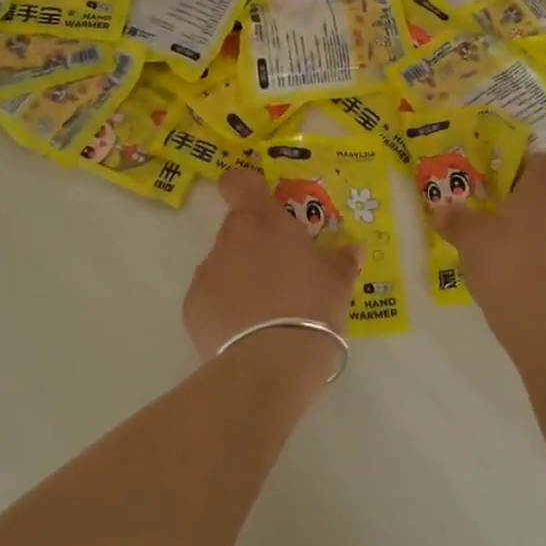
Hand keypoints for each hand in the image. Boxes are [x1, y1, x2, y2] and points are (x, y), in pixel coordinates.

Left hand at [183, 169, 361, 375]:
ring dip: (239, 276)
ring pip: (223, 263)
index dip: (245, 187)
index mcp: (264, 221)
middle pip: (237, 228)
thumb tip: (353, 248)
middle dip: (255, 244)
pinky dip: (224, 307)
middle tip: (280, 271)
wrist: (272, 363)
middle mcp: (230, 238)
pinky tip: (245, 332)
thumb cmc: (311, 308)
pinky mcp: (192, 307)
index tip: (258, 202)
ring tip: (264, 310)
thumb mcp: (338, 283)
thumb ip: (342, 260)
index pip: (239, 182)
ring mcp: (207, 271)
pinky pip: (210, 297)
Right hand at [431, 155, 545, 344]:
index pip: (538, 161)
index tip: (505, 189)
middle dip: (545, 199)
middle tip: (519, 219)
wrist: (540, 314)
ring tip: (541, 246)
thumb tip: (440, 209)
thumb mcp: (469, 237)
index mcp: (544, 184)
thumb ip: (456, 219)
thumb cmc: (502, 259)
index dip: (522, 171)